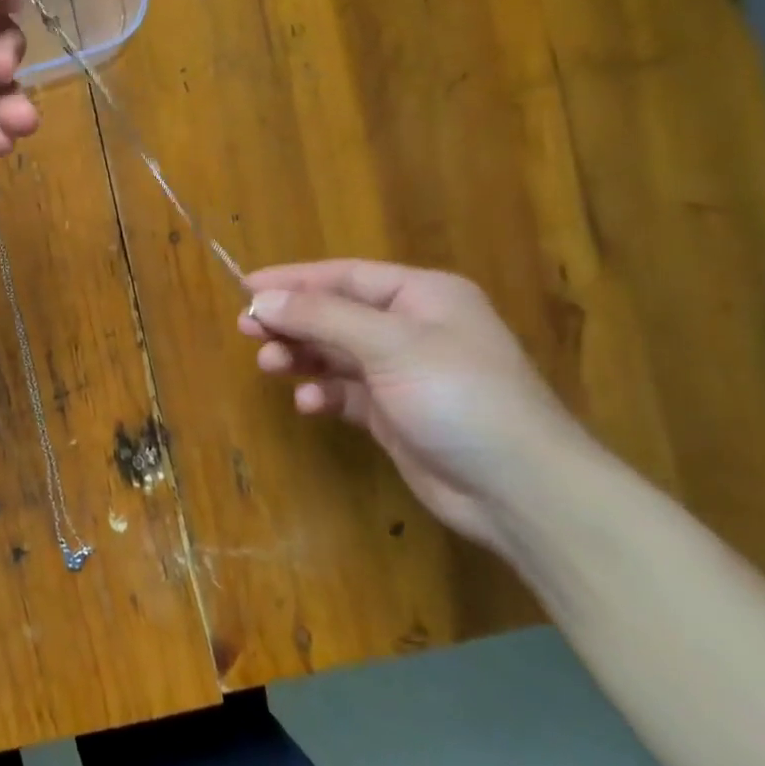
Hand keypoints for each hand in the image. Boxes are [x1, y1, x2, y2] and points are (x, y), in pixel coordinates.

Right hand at [237, 260, 603, 554]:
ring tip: (269, 366)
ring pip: (335, 353)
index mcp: (422, 296)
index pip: (344, 276)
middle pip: (335, 313)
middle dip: (291, 320)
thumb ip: (321, 317)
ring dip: (301, 356)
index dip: (294, 279)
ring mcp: (403, 373)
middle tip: (246, 328)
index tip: (245, 288)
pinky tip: (310, 404)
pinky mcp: (394, 414)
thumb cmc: (458, 396)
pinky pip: (345, 392)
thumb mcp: (388, 344)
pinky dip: (323, 394)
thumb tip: (261, 298)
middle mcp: (412, 328)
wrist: (518, 490)